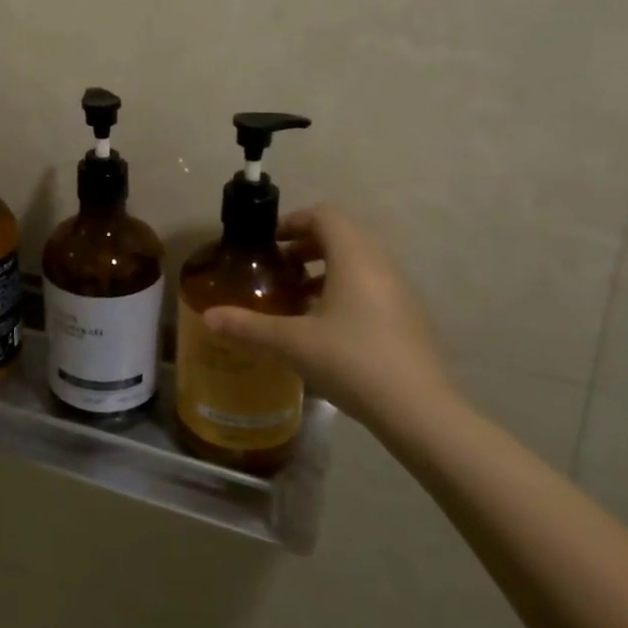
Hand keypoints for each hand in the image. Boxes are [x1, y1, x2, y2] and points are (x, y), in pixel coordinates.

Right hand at [203, 206, 458, 439]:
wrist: (420, 411)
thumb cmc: (352, 361)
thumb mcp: (292, 343)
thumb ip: (248, 326)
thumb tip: (208, 316)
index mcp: (354, 256)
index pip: (324, 215)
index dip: (293, 221)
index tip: (269, 243)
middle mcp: (381, 263)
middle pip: (341, 235)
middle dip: (306, 246)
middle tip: (278, 268)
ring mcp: (400, 290)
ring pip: (358, 262)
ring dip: (325, 269)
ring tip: (296, 298)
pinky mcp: (409, 316)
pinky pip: (372, 286)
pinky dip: (345, 290)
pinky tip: (325, 327)